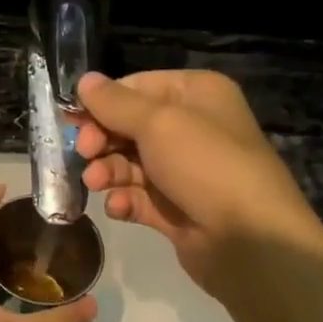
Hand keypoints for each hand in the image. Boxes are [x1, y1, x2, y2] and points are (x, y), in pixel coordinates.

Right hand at [74, 70, 322, 296]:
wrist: (250, 241)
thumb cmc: (204, 164)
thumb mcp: (157, 123)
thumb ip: (114, 103)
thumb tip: (84, 80)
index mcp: (196, 94)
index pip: (137, 87)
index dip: (103, 102)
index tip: (72, 119)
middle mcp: (193, 127)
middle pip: (130, 125)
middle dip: (103, 139)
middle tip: (85, 153)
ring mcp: (185, 171)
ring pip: (131, 163)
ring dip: (108, 171)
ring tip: (96, 183)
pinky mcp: (177, 209)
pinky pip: (140, 197)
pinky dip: (125, 200)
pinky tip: (119, 208)